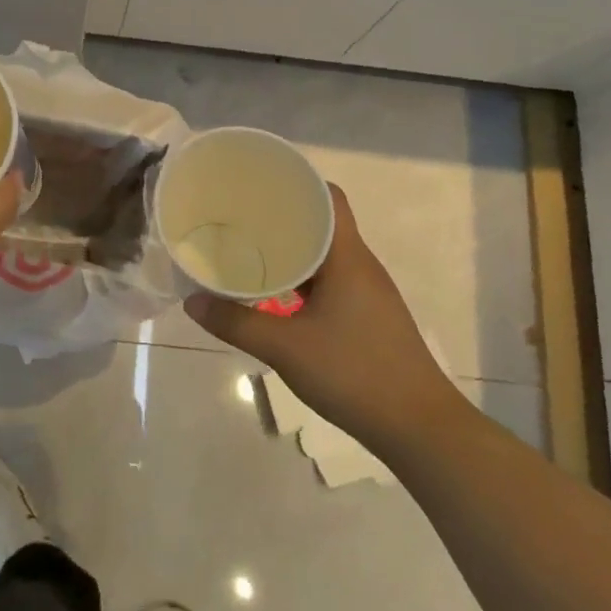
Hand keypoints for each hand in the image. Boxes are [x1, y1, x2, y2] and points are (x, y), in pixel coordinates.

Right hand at [184, 185, 456, 442]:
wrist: (419, 427)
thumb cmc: (354, 373)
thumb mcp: (285, 348)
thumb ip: (236, 323)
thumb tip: (192, 303)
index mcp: (348, 257)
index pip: (329, 197)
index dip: (298, 183)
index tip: (260, 184)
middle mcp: (362, 266)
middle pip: (324, 223)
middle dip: (285, 216)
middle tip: (242, 217)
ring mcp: (369, 293)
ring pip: (327, 255)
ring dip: (294, 251)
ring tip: (252, 251)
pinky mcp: (370, 317)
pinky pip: (332, 281)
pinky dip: (304, 279)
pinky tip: (278, 295)